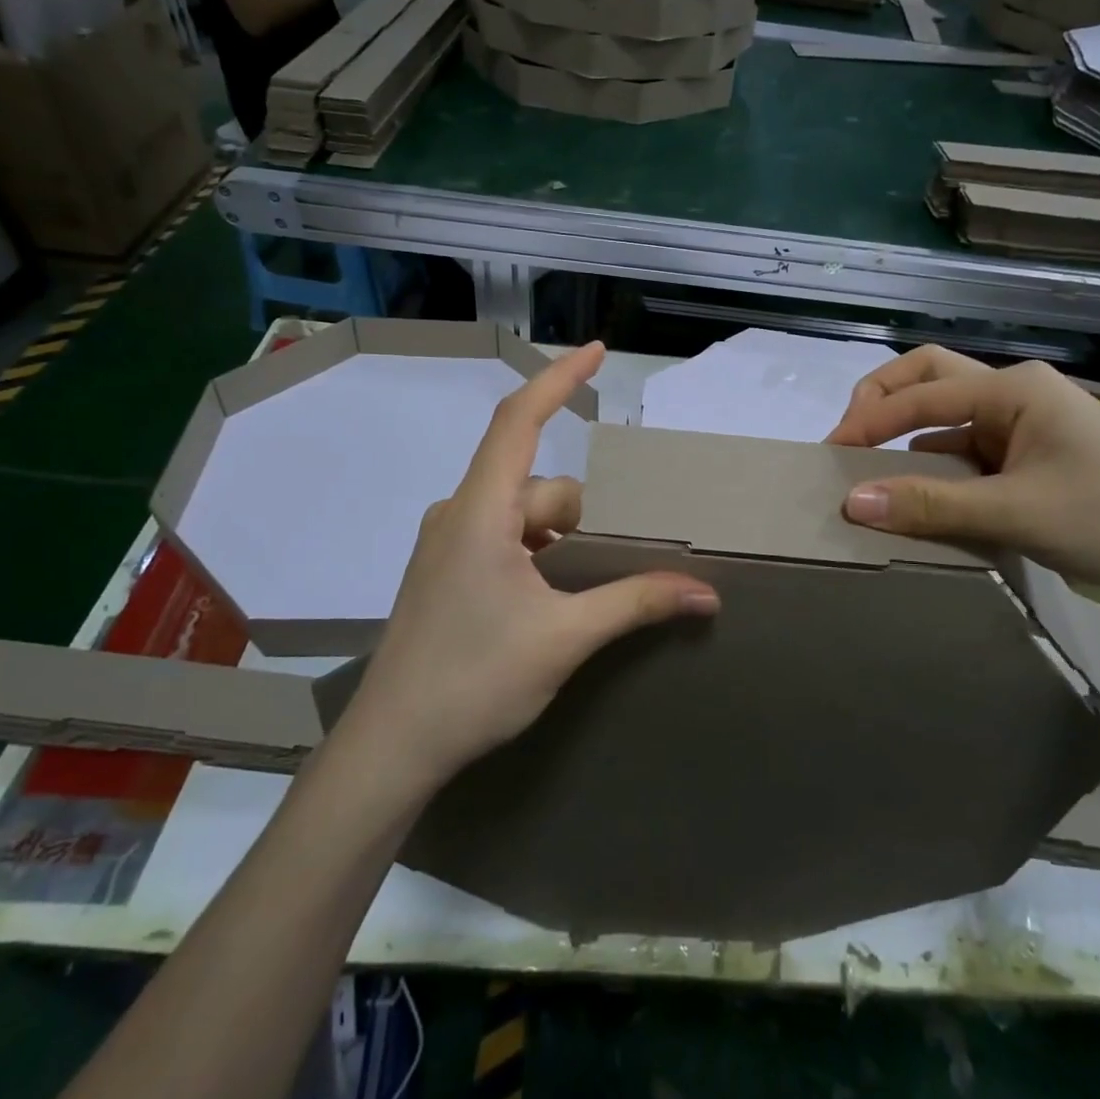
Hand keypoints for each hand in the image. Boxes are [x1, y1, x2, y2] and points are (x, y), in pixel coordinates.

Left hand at [338, 343, 718, 792]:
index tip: (597, 351)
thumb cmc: (474, 680)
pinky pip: (502, 540)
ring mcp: (447, 546)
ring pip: (522, 517)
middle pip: (537, 487)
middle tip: (622, 560)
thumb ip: (637, 603)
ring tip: (591, 588)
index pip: (519, 420)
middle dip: (584, 518)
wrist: (392, 747)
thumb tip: (707, 593)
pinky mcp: (445, 574)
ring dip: (561, 541)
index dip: (559, 378)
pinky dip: (538, 554)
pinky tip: (553, 600)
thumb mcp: (566, 638)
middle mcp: (458, 515)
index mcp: (480, 511)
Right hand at [824, 347, 1099, 597]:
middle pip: (928, 379)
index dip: (867, 421)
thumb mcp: (1016, 511)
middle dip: (881, 403)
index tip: (828, 456)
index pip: (920, 395)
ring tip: (869, 477)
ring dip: (905, 442)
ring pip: (944, 421)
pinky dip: (933, 472)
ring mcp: (1021, 429)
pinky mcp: (1026, 462)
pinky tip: (917, 501)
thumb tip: (851, 502)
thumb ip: (930, 505)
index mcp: (1013, 388)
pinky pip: (964, 456)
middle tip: (846, 441)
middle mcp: (1013, 396)